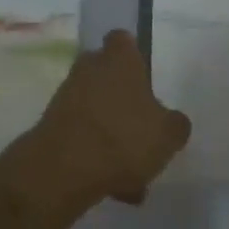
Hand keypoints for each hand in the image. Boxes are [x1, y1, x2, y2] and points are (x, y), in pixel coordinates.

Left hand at [11, 29, 191, 212]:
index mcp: (119, 58)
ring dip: (113, 135)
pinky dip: (96, 155)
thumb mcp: (167, 134)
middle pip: (109, 76)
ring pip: (98, 110)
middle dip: (124, 101)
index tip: (145, 78)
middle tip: (143, 133)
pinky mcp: (53, 123)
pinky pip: (83, 135)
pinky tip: (114, 188)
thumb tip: (174, 121)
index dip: (134, 55)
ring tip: (133, 177)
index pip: (123, 40)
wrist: (64, 168)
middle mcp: (90, 67)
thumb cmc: (123, 137)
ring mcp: (68, 94)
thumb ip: (176, 124)